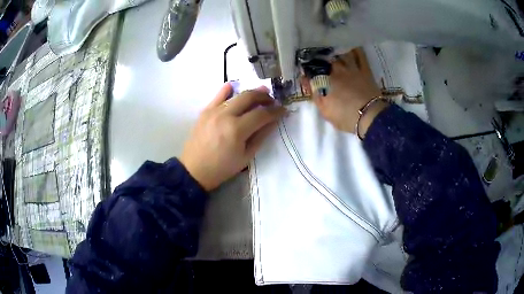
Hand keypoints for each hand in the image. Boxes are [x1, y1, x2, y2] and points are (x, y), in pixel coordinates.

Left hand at [180, 84, 285, 190]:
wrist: (194, 170)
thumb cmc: (222, 168)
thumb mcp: (246, 157)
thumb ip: (261, 136)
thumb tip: (273, 121)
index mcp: (237, 130)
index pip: (262, 114)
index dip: (275, 111)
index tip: (283, 110)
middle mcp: (225, 115)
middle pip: (249, 97)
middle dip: (264, 96)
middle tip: (272, 100)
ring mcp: (213, 111)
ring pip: (236, 94)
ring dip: (250, 92)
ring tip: (260, 93)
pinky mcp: (205, 111)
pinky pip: (218, 95)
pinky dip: (228, 90)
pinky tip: (235, 88)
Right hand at [307, 51, 387, 136]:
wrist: (370, 116)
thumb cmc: (346, 117)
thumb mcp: (325, 111)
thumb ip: (314, 95)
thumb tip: (305, 81)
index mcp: (326, 81)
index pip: (313, 72)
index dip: (308, 71)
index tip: (305, 71)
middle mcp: (337, 71)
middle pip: (326, 60)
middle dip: (320, 58)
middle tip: (318, 58)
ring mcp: (352, 69)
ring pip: (341, 54)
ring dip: (335, 51)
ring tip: (332, 49)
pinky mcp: (365, 70)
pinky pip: (360, 56)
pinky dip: (355, 50)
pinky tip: (350, 46)